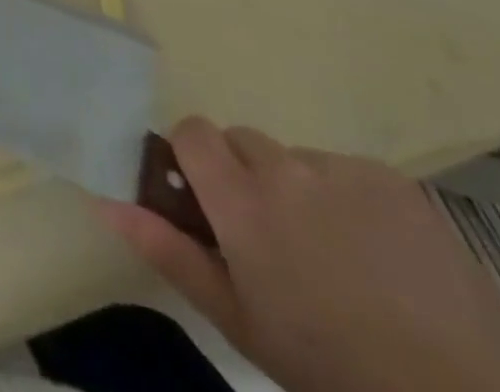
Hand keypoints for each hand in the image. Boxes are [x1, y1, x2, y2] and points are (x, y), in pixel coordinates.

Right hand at [102, 119, 499, 391]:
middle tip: (273, 241)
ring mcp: (342, 169)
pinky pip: (346, 171)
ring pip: (295, 159)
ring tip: (336, 259)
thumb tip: (107, 201)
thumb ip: (169, 251)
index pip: (193, 131)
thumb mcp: (239, 320)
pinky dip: (348, 200)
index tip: (208, 201)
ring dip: (298, 191)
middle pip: (242, 142)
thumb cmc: (329, 369)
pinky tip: (378, 258)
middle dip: (245, 178)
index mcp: (241, 200)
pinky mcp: (391, 180)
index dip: (194, 158)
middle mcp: (284, 167)